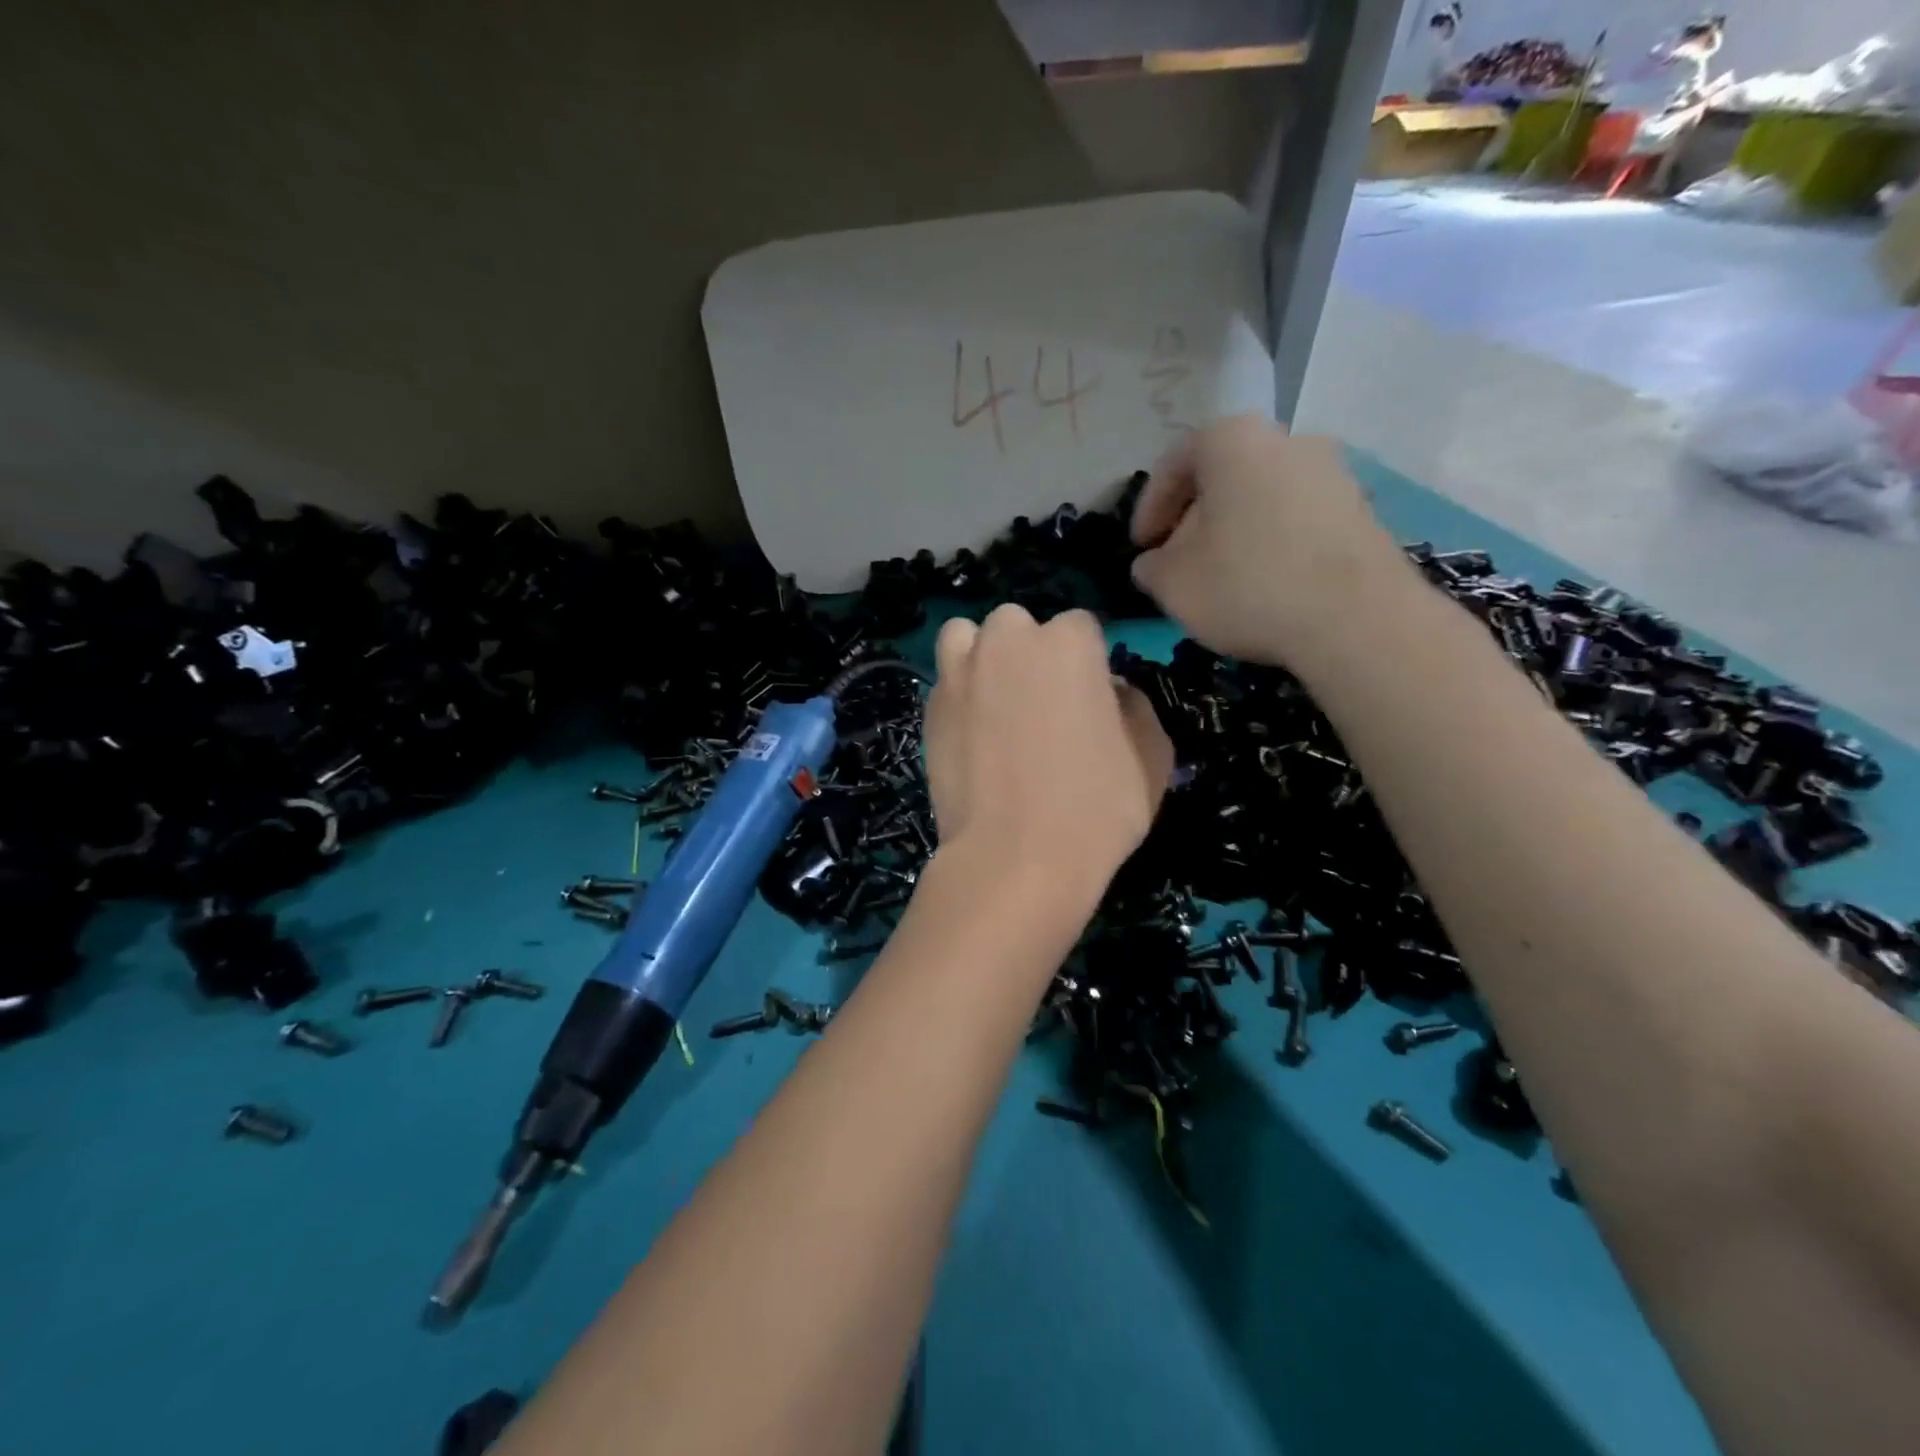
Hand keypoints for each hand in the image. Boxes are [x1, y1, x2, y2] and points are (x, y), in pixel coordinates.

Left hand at [923, 605, 1172, 898]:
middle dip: (1030, 651)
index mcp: (1067, 642)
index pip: (1081, 627)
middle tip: (1042, 702)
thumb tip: (1111, 691)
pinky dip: (959, 696)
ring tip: (996, 701)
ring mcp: (959, 673)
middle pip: (1018, 625)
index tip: (1090, 698)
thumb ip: (1135, 706)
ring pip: (967, 639)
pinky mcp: (929, 710)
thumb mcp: (1151, 757)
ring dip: (982, 656)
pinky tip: (973, 737)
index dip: (1088, 661)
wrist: (1014, 860)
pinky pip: (946, 683)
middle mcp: (1007, 642)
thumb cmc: (1096, 810)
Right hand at [1130, 416, 1410, 666]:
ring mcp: (1333, 471)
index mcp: (1233, 440)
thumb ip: (1151, 567)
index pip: (1174, 464)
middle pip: (1222, 476)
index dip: (1149, 508)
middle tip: (1178, 562)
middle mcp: (1287, 439)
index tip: (1141, 547)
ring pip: (1262, 497)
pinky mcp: (1361, 509)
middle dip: (1194, 519)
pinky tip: (1265, 584)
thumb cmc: (1247, 585)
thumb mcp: (1173, 583)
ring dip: (1234, 532)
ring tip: (1221, 577)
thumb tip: (1153, 563)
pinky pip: (1297, 518)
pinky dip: (1272, 543)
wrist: (1356, 618)